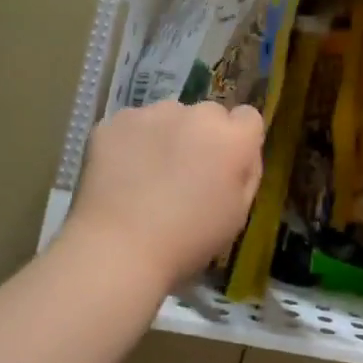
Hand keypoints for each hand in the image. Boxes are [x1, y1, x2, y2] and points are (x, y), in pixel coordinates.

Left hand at [67, 100, 265, 288]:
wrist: (118, 249)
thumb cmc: (188, 240)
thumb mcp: (238, 214)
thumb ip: (247, 173)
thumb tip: (241, 154)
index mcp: (232, 138)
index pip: (248, 117)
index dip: (239, 140)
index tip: (226, 164)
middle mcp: (196, 114)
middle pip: (208, 114)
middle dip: (203, 135)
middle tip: (186, 172)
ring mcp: (152, 114)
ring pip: (169, 116)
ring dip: (168, 134)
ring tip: (149, 174)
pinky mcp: (115, 121)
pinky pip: (134, 124)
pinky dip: (132, 142)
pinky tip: (122, 173)